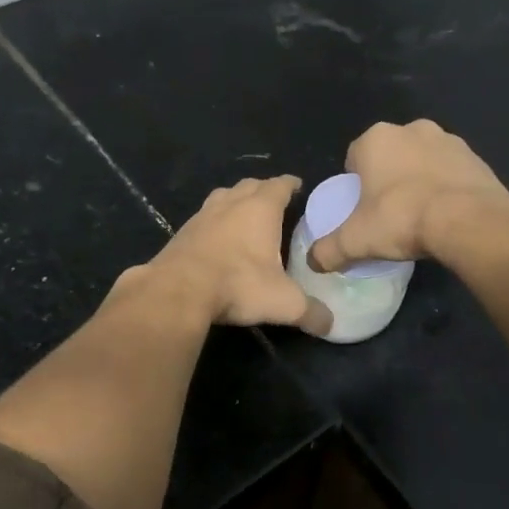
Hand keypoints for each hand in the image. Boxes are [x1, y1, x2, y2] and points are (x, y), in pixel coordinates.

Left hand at [126, 176, 332, 335]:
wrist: (177, 290)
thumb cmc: (238, 284)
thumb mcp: (283, 302)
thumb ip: (310, 312)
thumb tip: (331, 324)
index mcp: (260, 209)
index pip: (280, 185)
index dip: (290, 184)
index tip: (298, 186)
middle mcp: (231, 203)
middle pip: (250, 185)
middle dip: (263, 189)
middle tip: (275, 201)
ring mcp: (203, 215)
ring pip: (223, 196)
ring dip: (236, 200)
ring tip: (245, 214)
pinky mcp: (183, 232)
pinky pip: (204, 216)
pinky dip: (215, 220)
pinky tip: (217, 237)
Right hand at [308, 120, 508, 271]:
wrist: (469, 221)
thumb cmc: (402, 219)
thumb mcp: (356, 240)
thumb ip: (329, 250)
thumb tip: (313, 262)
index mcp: (377, 139)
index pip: (355, 156)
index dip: (356, 182)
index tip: (362, 208)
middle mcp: (411, 129)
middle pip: (390, 155)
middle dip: (388, 177)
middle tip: (390, 211)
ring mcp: (448, 140)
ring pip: (422, 159)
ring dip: (419, 178)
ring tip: (421, 214)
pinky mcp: (476, 157)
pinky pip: (452, 171)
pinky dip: (447, 186)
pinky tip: (447, 213)